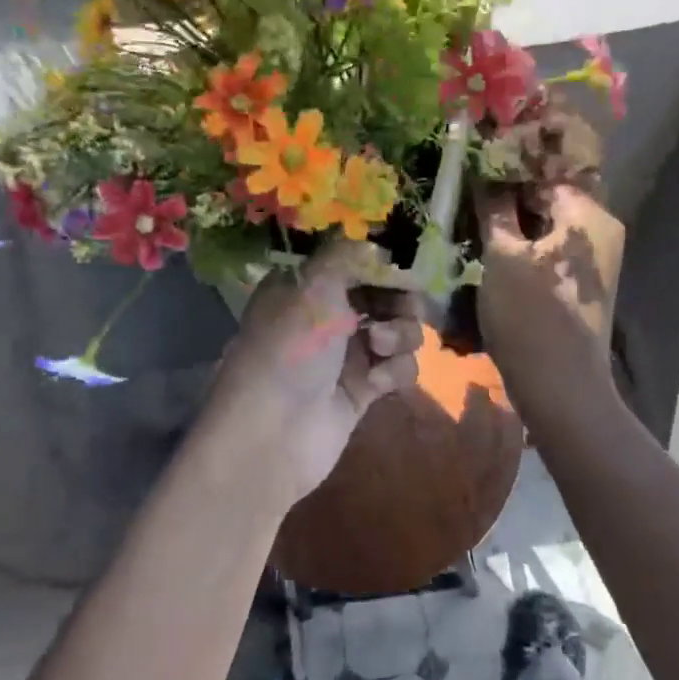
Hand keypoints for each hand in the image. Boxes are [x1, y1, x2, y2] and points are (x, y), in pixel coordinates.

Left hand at [195, 240, 423, 511]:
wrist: (273, 436)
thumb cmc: (289, 350)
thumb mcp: (313, 287)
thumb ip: (347, 255)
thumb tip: (375, 244)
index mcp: (306, 286)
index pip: (355, 260)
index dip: (383, 262)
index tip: (405, 266)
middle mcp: (326, 315)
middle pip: (384, 294)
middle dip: (400, 300)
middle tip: (403, 306)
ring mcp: (346, 353)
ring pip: (398, 330)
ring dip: (399, 336)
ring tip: (378, 348)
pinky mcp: (363, 388)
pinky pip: (398, 367)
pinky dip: (394, 371)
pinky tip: (376, 383)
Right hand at [474, 182, 624, 405]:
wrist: (560, 385)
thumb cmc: (530, 315)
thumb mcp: (502, 256)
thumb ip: (495, 207)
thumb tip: (486, 170)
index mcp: (589, 215)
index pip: (548, 168)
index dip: (511, 161)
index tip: (477, 158)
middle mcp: (601, 229)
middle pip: (553, 193)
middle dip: (513, 188)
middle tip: (471, 184)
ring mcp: (595, 258)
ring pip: (551, 221)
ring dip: (517, 216)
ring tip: (477, 210)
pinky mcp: (582, 281)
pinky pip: (553, 246)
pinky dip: (527, 239)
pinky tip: (496, 241)